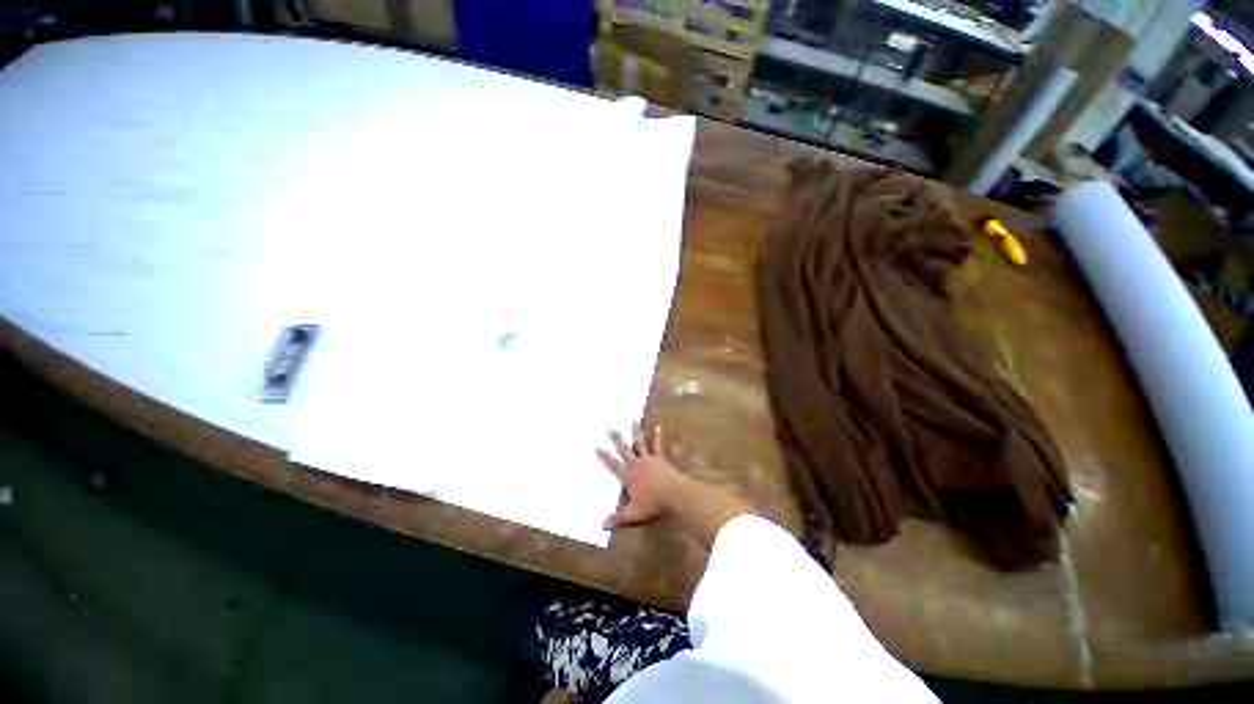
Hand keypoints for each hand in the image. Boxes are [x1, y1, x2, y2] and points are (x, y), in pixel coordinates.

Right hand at [597, 424, 756, 546]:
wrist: (673, 493)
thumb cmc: (653, 503)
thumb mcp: (634, 513)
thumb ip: (619, 518)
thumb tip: (602, 526)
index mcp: (629, 476)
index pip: (613, 465)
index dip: (604, 457)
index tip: (597, 447)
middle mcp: (637, 464)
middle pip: (625, 450)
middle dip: (617, 439)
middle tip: (610, 428)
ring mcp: (649, 459)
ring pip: (640, 443)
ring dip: (636, 432)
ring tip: (633, 421)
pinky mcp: (660, 458)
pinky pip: (658, 446)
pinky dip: (658, 437)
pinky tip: (658, 428)